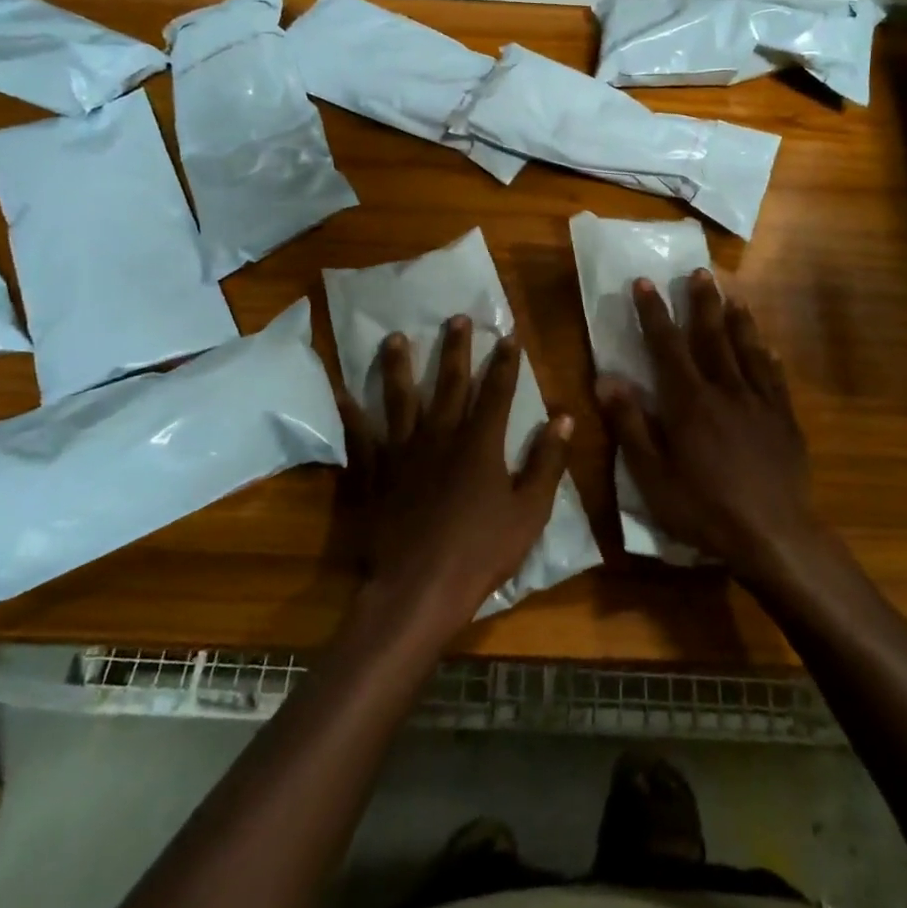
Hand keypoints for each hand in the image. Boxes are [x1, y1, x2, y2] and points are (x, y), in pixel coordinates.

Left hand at [337, 316, 572, 636]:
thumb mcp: (529, 511)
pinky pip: (359, 438)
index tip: (509, 334)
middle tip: (456, 317)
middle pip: (449, 384)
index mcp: (480, 444)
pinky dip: (350, 414)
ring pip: (400, 400)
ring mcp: (402, 453)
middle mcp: (440, 437)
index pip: (497, 392)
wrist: (417, 589)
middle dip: (456, 349)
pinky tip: (342, 392)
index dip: (505, 362)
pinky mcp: (374, 474)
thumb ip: (547, 462)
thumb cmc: (480, 552)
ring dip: (399, 367)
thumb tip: (564, 418)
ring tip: (395, 337)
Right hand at [596, 272, 823, 585]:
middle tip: (700, 272)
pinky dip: (769, 359)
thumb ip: (630, 424)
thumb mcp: (652, 474)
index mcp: (689, 401)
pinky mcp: (785, 420)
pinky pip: (776, 379)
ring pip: (749, 350)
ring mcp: (761, 403)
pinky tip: (770, 351)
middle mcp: (726, 390)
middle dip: (703, 303)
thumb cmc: (704, 508)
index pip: (667, 346)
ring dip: (739, 321)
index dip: (654, 312)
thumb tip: (606, 378)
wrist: (774, 534)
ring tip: (734, 297)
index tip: (644, 282)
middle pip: (713, 336)